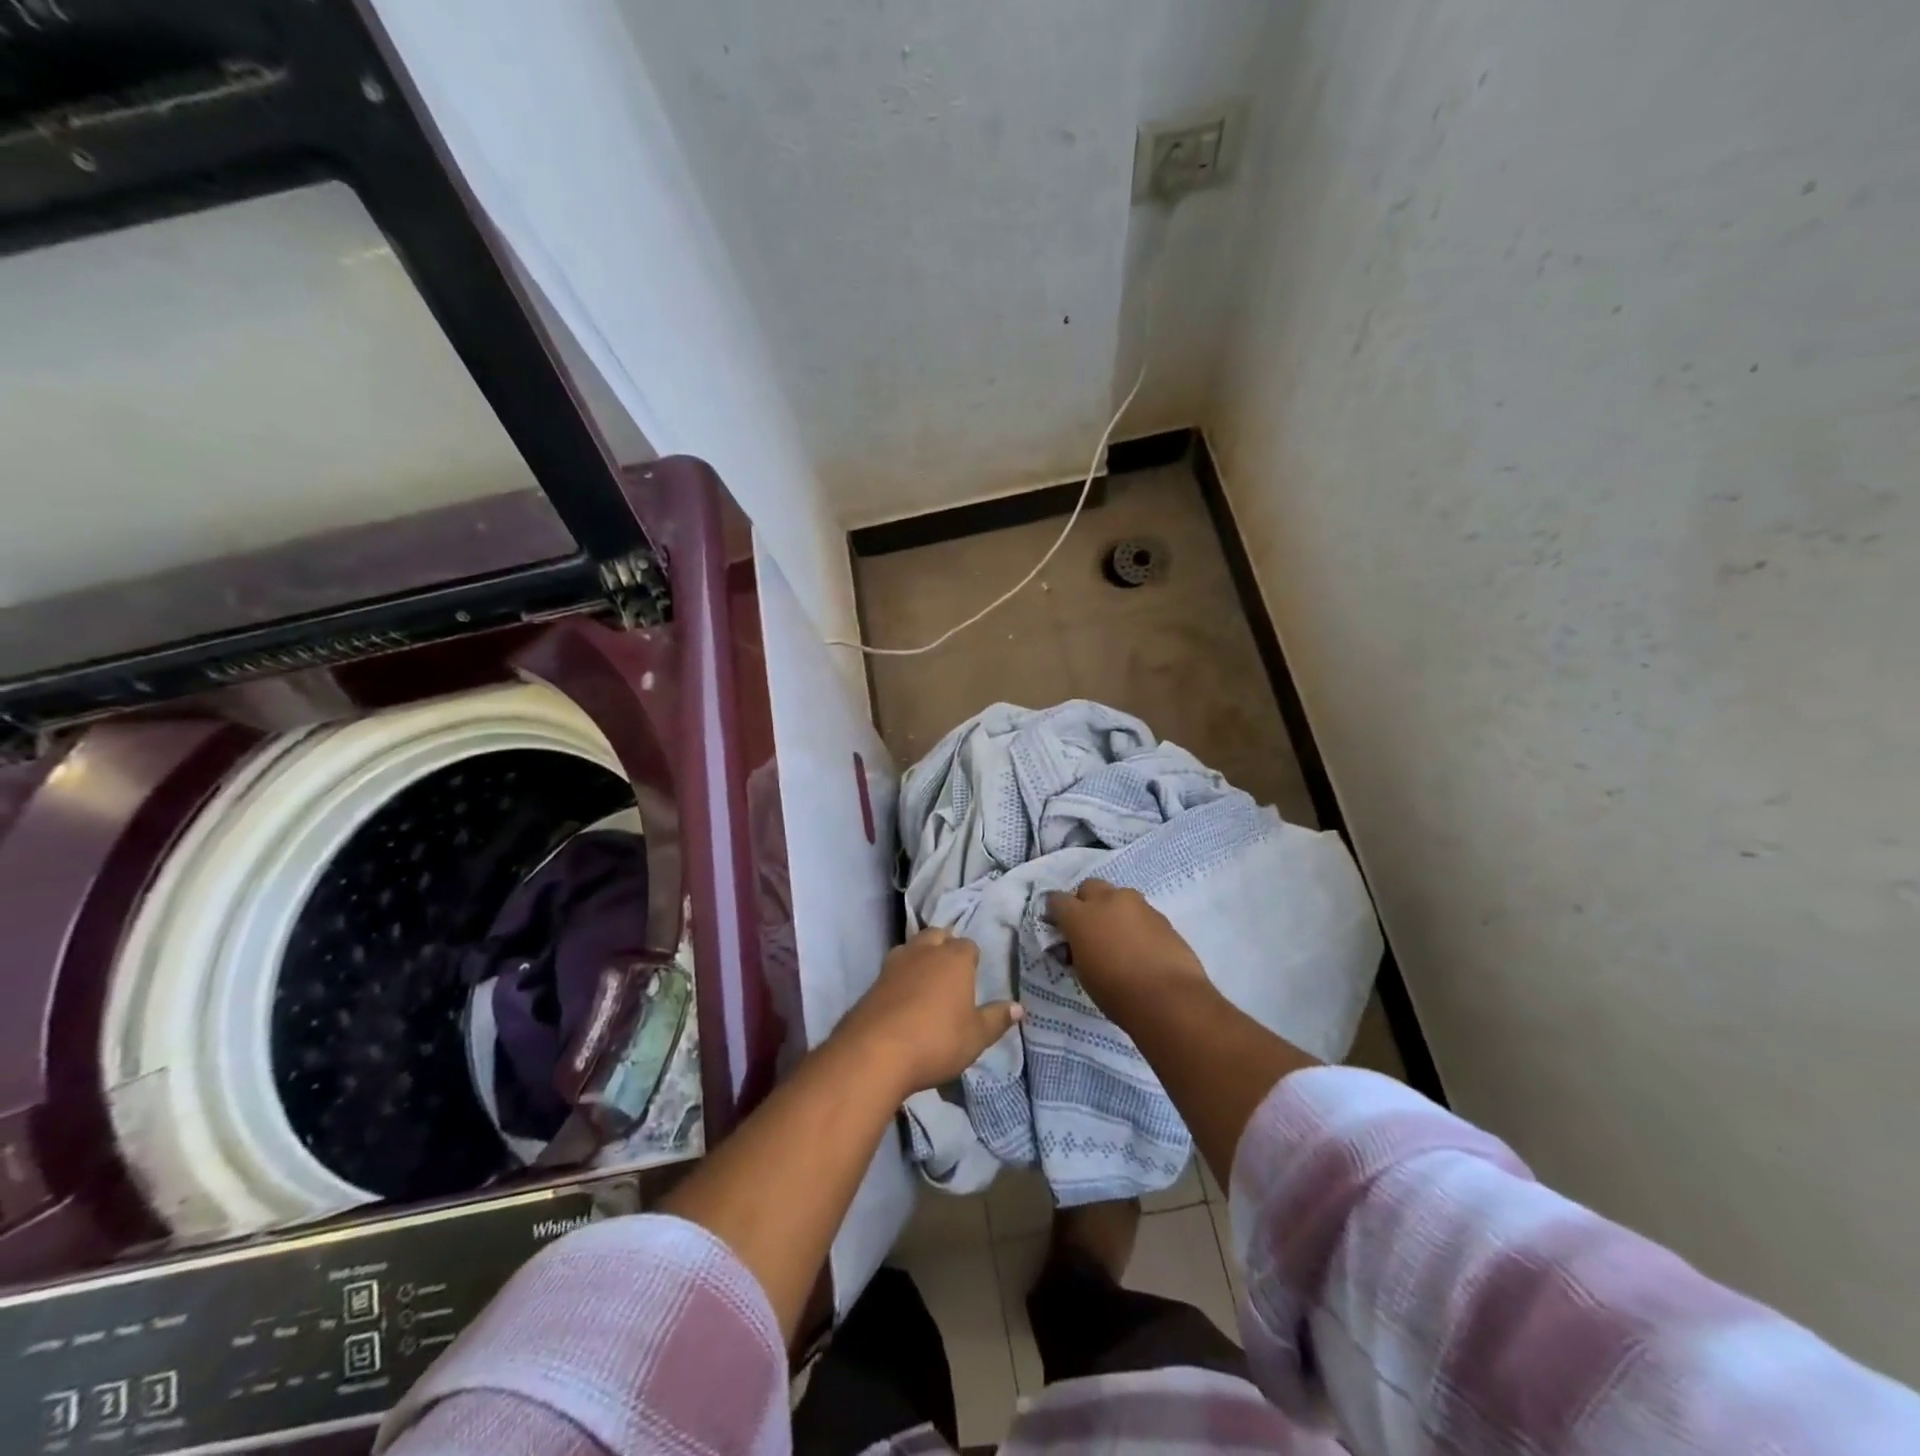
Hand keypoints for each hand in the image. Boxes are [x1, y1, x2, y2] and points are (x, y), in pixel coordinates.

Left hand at [835, 928, 1022, 1097]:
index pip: (968, 946)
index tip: (974, 975)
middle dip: (944, 946)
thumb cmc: (936, 1040)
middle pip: (937, 936)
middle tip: (950, 971)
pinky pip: (893, 969)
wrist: (875, 1052)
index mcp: (955, 959)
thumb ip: (996, 1019)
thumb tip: (1019, 1007)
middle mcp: (925, 951)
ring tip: (926, 980)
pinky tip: (902, 998)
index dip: (972, 959)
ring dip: (920, 957)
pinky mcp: (874, 981)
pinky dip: (900, 977)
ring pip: (912, 947)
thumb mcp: (976, 1037)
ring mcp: (895, 963)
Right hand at [1046, 879, 1210, 1021]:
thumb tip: (1079, 945)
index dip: (1056, 913)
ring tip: (1119, 939)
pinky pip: (1140, 912)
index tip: (1059, 930)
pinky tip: (1141, 947)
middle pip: (1089, 887)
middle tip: (1090, 930)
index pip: (1057, 900)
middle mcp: (1107, 901)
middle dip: (1085, 903)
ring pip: (1118, 896)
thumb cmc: (1117, 993)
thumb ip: (1077, 949)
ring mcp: (1137, 905)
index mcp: (1080, 916)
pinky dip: (1135, 923)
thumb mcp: (1083, 974)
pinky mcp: (1161, 916)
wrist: (1169, 999)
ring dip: (1113, 910)